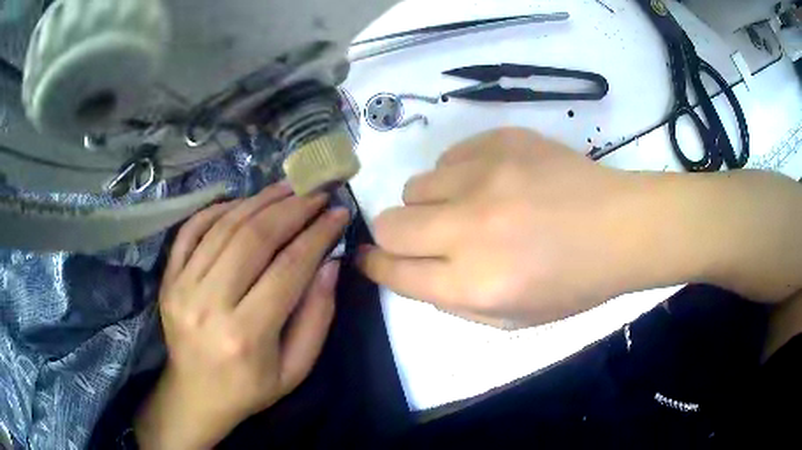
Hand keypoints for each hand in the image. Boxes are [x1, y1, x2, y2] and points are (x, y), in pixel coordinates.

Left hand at [135, 183, 349, 449]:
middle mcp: (209, 304)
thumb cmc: (250, 388)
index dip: (317, 235)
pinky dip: (218, 209)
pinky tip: (243, 201)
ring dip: (260, 200)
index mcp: (246, 334)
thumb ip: (317, 317)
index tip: (338, 212)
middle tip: (315, 192)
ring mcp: (182, 287)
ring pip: (224, 227)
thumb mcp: (296, 368)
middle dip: (291, 208)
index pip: (288, 268)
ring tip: (287, 187)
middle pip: (253, 239)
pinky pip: (191, 230)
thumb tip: (329, 263)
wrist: (195, 394)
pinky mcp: (168, 278)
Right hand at [358, 128, 644, 328]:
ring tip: (468, 208)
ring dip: (430, 204)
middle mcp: (471, 228)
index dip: (374, 265)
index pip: (395, 271)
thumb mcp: (513, 318)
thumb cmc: (574, 283)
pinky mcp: (501, 141)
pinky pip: (449, 157)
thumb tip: (412, 271)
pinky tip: (492, 183)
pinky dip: (458, 176)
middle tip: (423, 238)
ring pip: (415, 186)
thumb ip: (454, 301)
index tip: (369, 259)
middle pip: (390, 224)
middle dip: (393, 236)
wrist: (622, 227)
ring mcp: (486, 176)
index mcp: (476, 283)